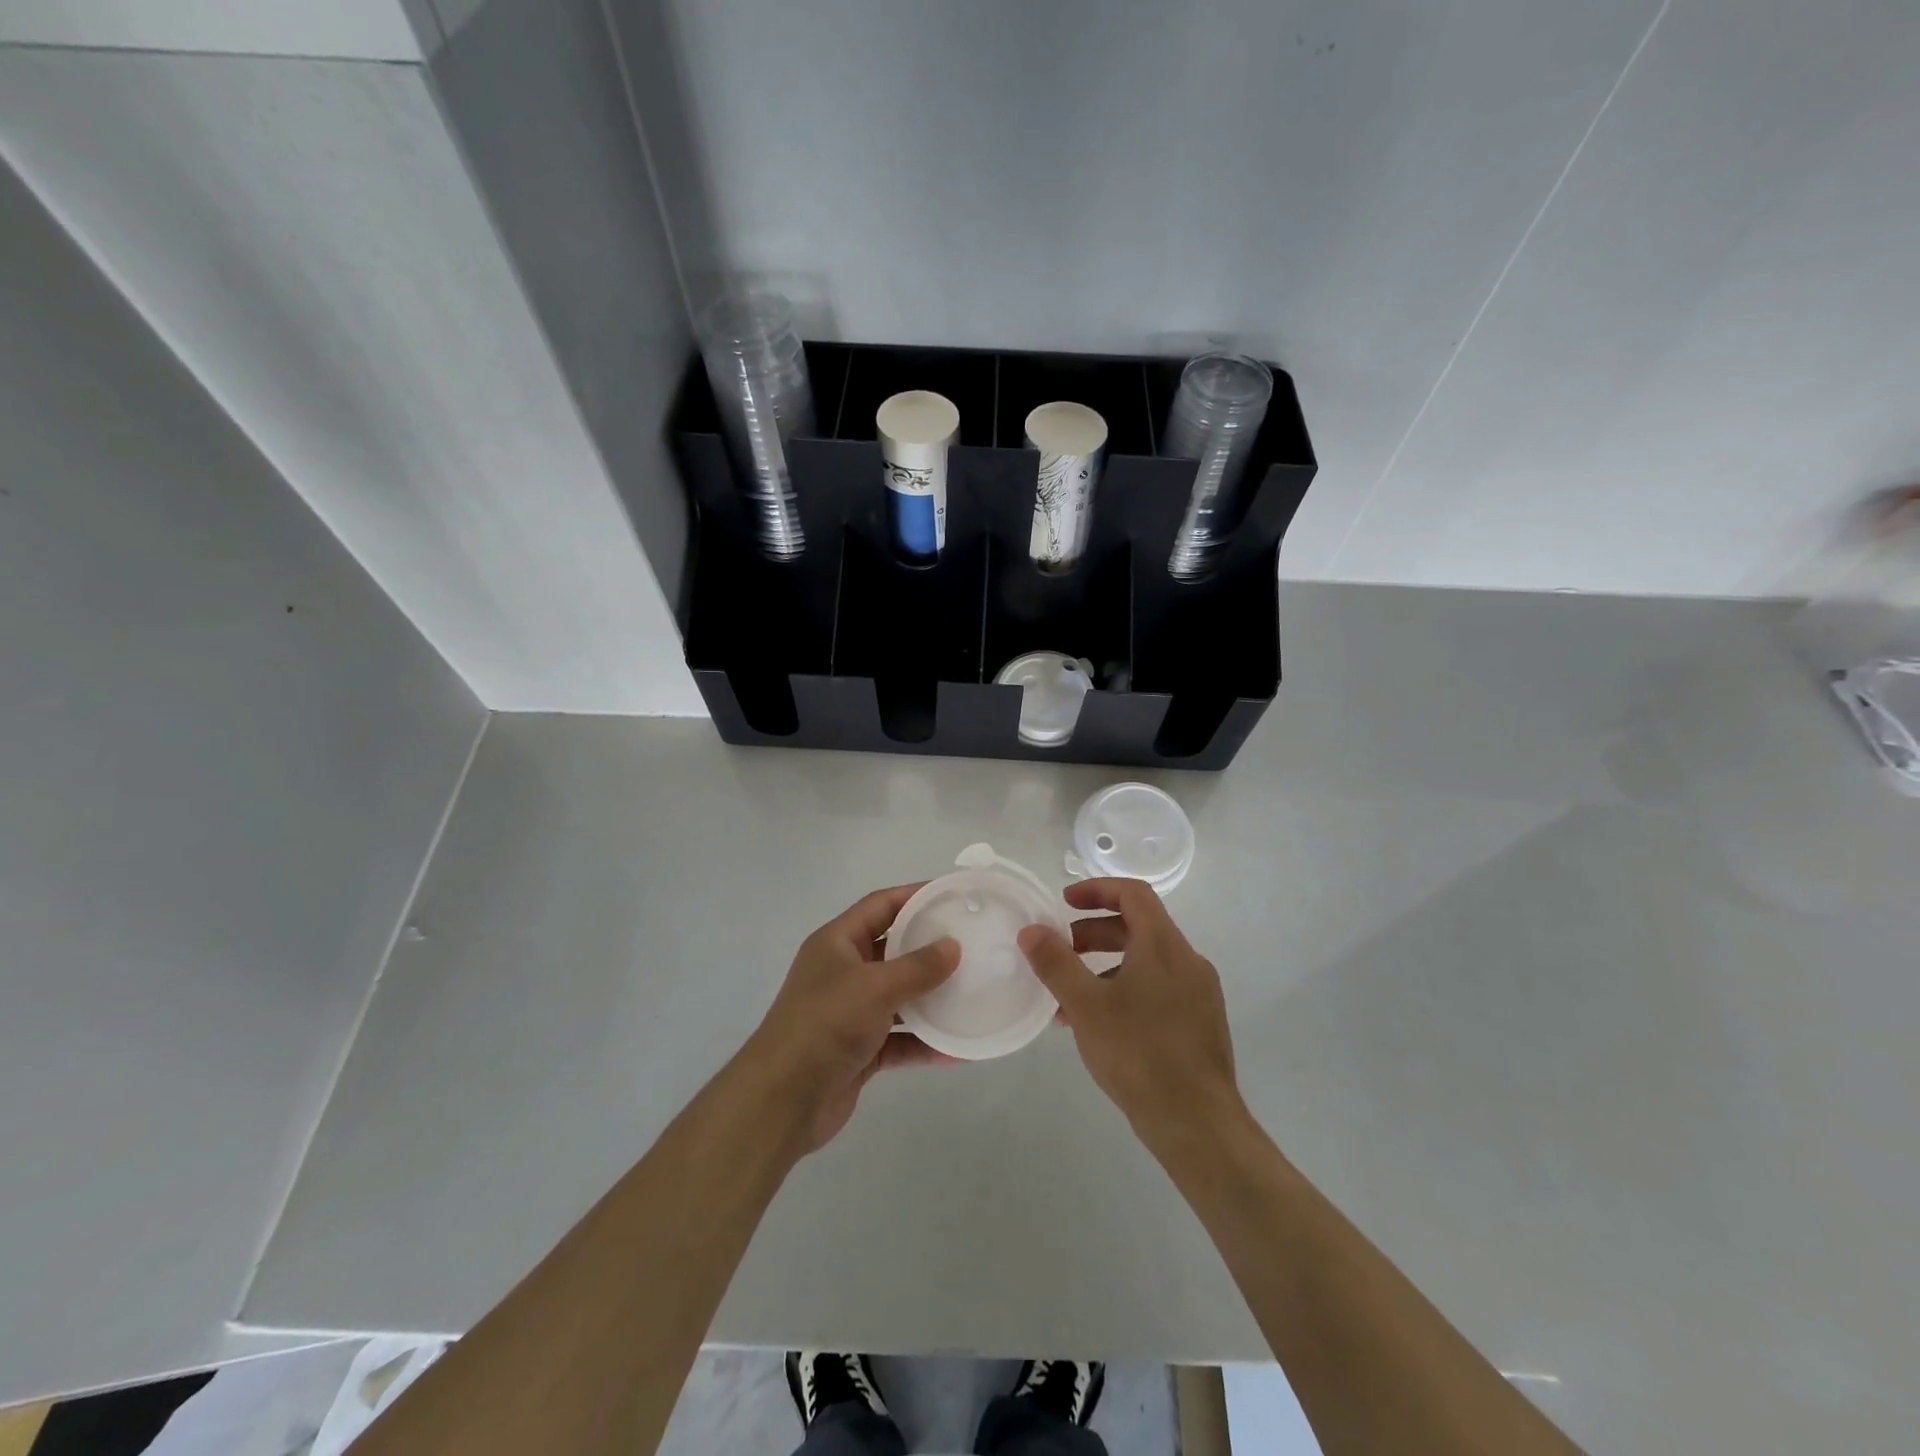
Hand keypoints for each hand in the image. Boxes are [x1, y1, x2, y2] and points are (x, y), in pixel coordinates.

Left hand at [744, 884, 958, 1152]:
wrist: (782, 1101)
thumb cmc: (826, 1025)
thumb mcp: (875, 986)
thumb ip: (917, 967)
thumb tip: (953, 947)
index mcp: (837, 943)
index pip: (880, 906)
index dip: (914, 896)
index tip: (952, 896)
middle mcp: (843, 972)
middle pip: (893, 950)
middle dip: (929, 947)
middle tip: (971, 943)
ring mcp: (850, 1013)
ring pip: (899, 996)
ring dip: (932, 997)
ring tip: (973, 991)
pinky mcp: (859, 1050)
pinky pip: (900, 1039)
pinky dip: (925, 1042)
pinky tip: (959, 1048)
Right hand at [1019, 879, 1243, 1148]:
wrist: (1198, 1125)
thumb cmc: (1140, 1054)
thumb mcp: (1087, 1006)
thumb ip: (1056, 964)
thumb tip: (1031, 930)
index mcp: (1164, 946)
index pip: (1134, 894)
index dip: (1096, 890)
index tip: (1063, 901)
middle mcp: (1187, 962)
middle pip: (1138, 927)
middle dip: (1092, 933)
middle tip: (1058, 950)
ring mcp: (1198, 994)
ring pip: (1144, 963)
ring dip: (1103, 967)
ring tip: (1067, 999)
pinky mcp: (1199, 1024)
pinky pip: (1156, 990)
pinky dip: (1123, 991)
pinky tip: (1097, 1027)